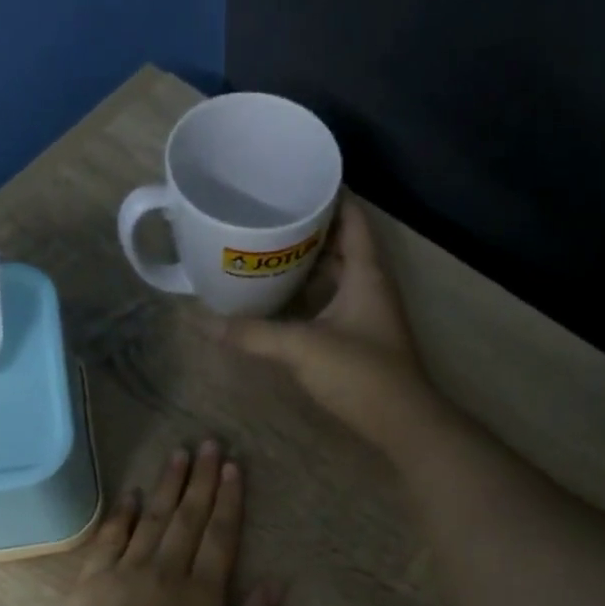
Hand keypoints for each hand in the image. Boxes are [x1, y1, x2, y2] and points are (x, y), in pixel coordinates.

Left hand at [37, 441, 281, 605]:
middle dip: (201, 479)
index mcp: (201, 595)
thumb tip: (276, 582)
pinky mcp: (90, 583)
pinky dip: (123, 514)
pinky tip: (133, 495)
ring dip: (168, 485)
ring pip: (152, 519)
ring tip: (179, 455)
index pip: (220, 535)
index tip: (233, 466)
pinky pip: (109, 538)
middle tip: (209, 443)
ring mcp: (123, 574)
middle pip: (188, 517)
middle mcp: (165, 572)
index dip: (229, 499)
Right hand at [219, 203, 445, 454]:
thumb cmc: (361, 374)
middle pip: (340, 242)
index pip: (351, 215)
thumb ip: (253, 334)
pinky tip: (279, 298)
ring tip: (265, 249)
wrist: (402, 424)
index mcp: (366, 271)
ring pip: (335, 274)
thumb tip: (202, 321)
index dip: (327, 194)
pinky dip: (309, 293)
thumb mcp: (302, 348)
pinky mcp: (360, 337)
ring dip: (306, 262)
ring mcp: (366, 312)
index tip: (291, 181)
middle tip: (266, 215)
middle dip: (307, 227)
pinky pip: (331, 300)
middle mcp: (369, 284)